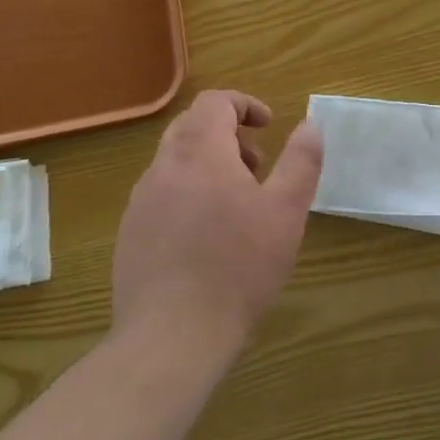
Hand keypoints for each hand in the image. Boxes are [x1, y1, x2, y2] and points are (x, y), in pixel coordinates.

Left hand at [112, 90, 322, 353]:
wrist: (171, 338)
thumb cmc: (238, 268)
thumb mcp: (285, 212)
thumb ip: (300, 161)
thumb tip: (310, 124)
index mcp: (200, 151)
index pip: (214, 101)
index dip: (244, 105)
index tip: (268, 126)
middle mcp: (164, 166)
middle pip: (191, 126)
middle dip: (227, 134)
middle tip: (256, 166)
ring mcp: (141, 200)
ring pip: (174, 161)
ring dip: (207, 165)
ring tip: (236, 205)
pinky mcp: (130, 233)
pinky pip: (160, 194)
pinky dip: (186, 193)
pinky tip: (205, 237)